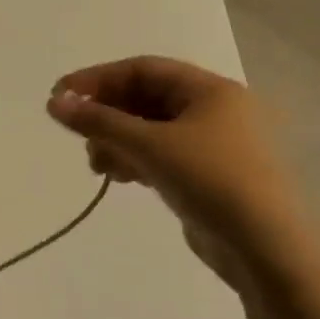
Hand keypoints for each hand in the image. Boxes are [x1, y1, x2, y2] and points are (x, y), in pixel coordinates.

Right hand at [46, 56, 314, 290]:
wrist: (265, 249)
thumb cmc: (211, 181)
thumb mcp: (149, 146)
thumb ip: (98, 121)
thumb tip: (54, 102)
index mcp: (210, 90)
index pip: (142, 69)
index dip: (98, 79)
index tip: (60, 95)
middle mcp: (213, 110)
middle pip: (144, 98)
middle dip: (106, 115)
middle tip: (77, 134)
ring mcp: (211, 144)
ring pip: (148, 129)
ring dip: (116, 141)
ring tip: (96, 164)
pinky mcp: (205, 175)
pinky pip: (159, 154)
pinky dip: (133, 159)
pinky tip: (117, 176)